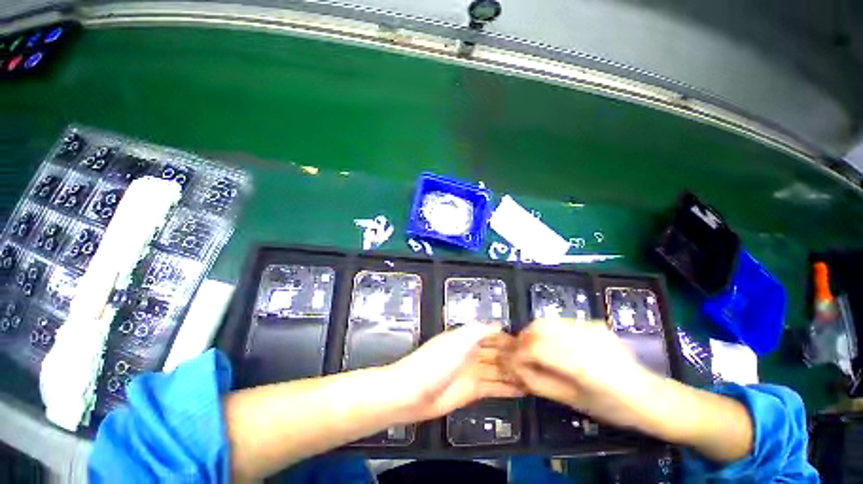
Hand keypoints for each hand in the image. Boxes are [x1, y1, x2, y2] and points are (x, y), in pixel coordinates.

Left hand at [386, 323, 524, 422]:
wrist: (413, 392)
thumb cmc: (436, 362)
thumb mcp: (458, 340)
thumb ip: (478, 331)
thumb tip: (498, 325)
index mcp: (465, 338)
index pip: (490, 334)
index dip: (506, 336)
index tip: (526, 341)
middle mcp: (470, 353)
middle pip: (495, 352)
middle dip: (512, 355)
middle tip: (535, 361)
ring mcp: (472, 373)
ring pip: (497, 370)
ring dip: (513, 372)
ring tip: (535, 376)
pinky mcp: (472, 392)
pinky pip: (494, 387)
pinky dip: (508, 388)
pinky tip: (523, 389)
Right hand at [509, 318, 655, 427]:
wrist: (650, 396)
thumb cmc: (612, 408)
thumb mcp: (571, 401)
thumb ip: (537, 382)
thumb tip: (514, 367)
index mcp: (581, 363)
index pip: (535, 347)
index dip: (518, 353)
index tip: (512, 362)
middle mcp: (584, 338)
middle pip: (539, 327)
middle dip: (523, 339)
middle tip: (521, 354)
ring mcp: (590, 326)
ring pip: (548, 321)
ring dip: (534, 333)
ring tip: (534, 349)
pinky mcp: (593, 323)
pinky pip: (561, 322)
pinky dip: (549, 331)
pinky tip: (554, 345)